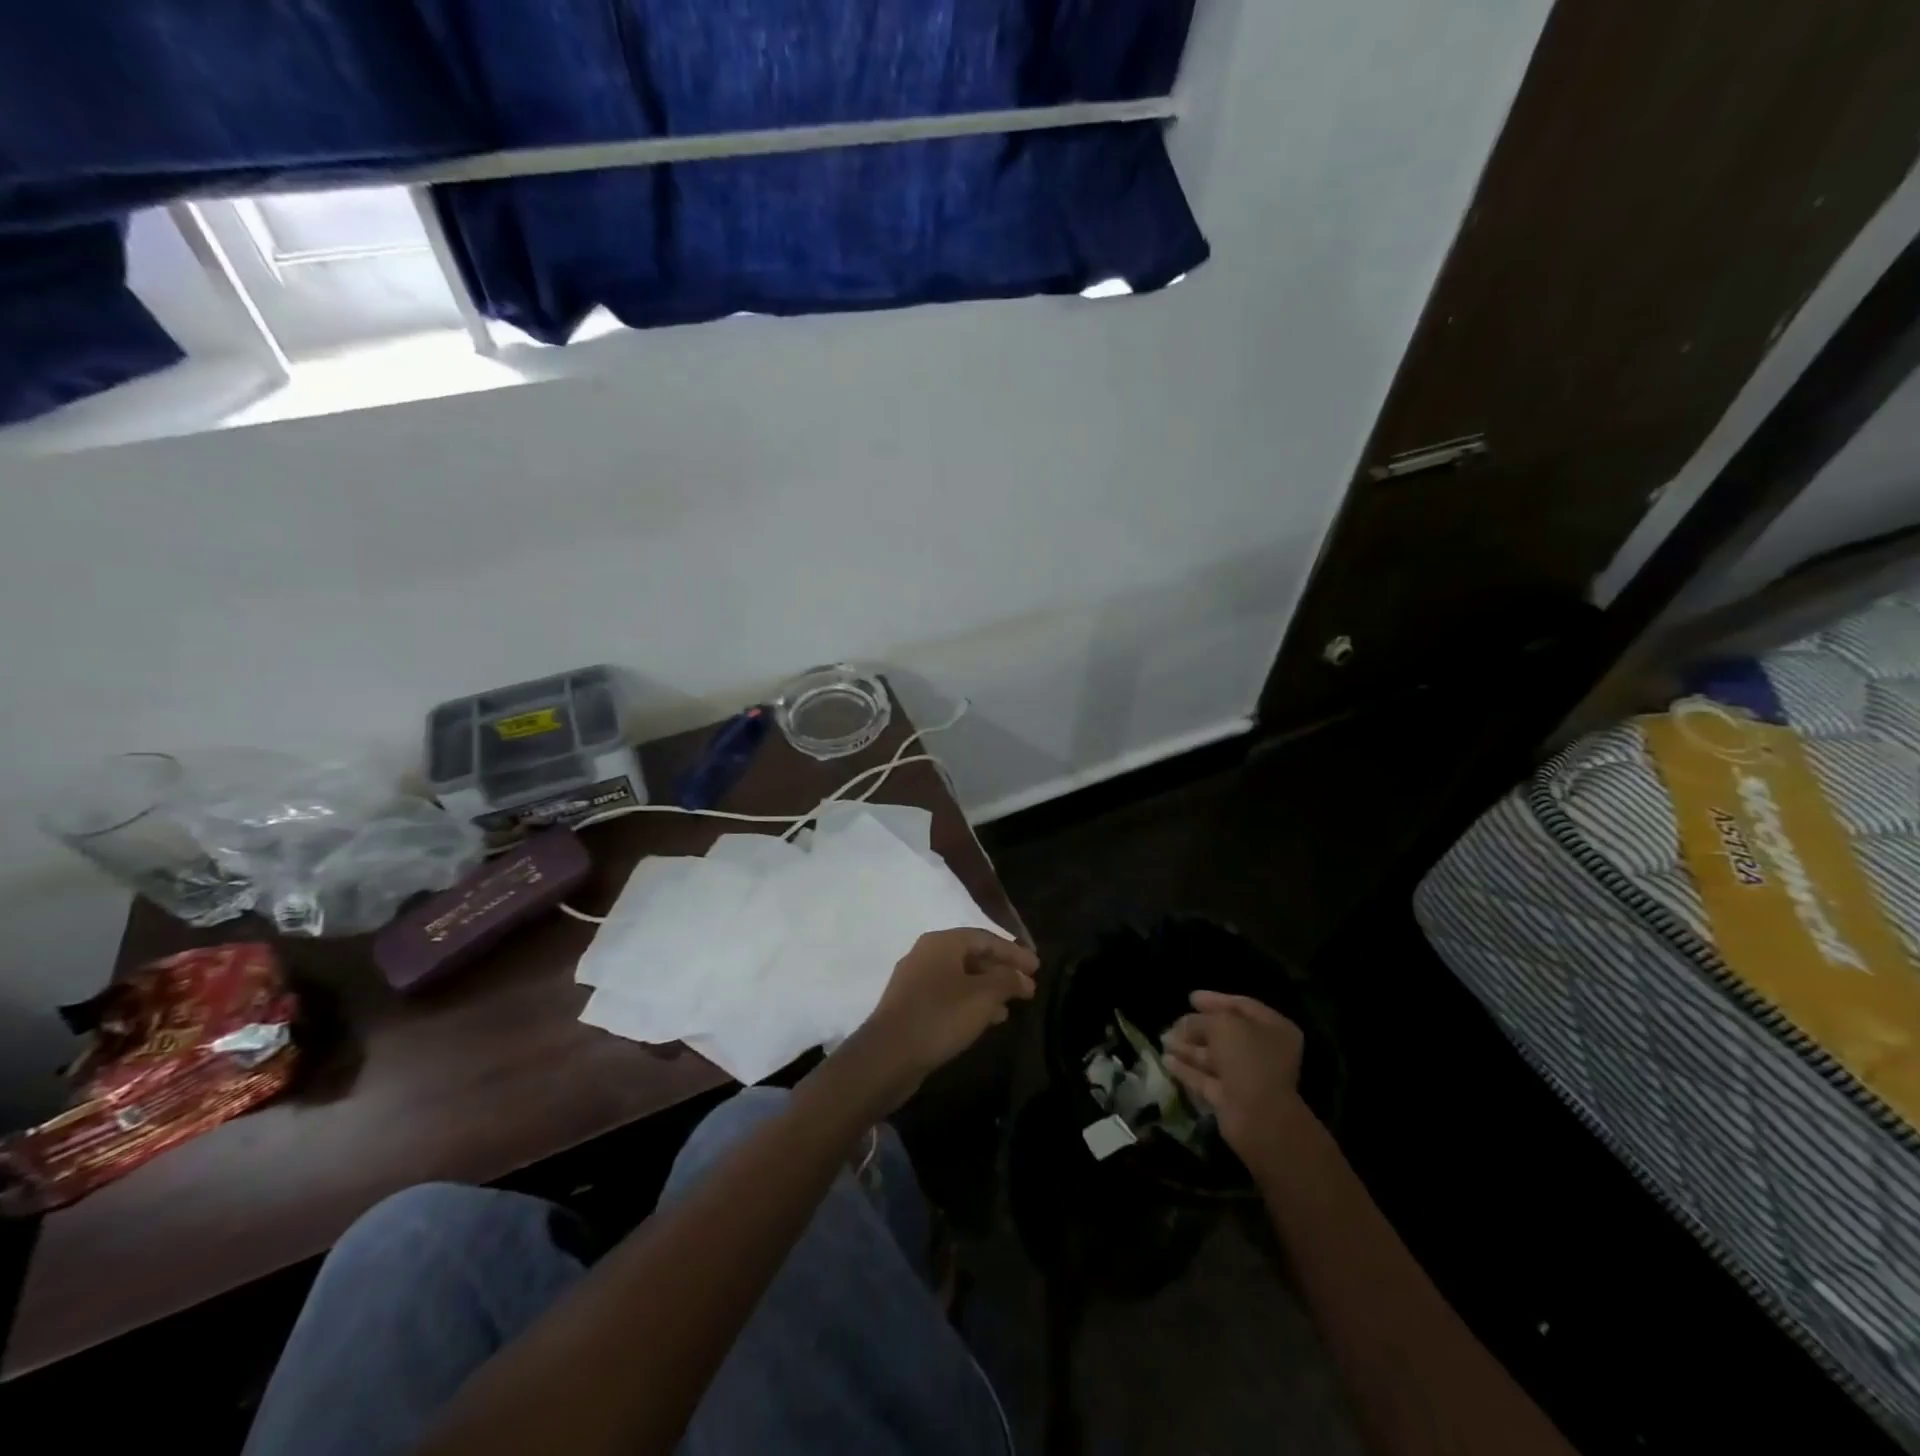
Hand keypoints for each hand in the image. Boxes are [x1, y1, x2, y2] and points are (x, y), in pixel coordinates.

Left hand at [841, 929, 1038, 1112]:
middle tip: (1028, 987)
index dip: (1014, 952)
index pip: (986, 938)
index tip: (1038, 968)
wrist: (888, 1055)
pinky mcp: (911, 1006)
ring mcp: (916, 980)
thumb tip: (1022, 977)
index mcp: (942, 942)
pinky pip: (949, 996)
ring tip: (1012, 1006)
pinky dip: (971, 1003)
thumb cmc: (940, 1016)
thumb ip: (1007, 980)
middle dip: (1002, 970)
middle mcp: (926, 954)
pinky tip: (987, 1020)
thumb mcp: (983, 996)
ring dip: (988, 989)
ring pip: (961, 978)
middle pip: (972, 956)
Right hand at [1162, 990, 1307, 1164]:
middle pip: (1225, 1033)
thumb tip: (1183, 1024)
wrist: (1259, 1117)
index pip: (1242, 1006)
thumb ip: (1200, 1020)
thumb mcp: (1221, 1026)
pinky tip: (1166, 1061)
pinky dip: (1187, 1069)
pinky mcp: (1230, 1099)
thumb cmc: (1247, 1059)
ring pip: (1213, 1056)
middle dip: (1197, 1027)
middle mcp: (1263, 1051)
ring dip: (1188, 1047)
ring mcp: (1247, 1077)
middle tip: (1172, 1022)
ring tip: (1163, 1039)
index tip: (1191, 998)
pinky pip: (1206, 1078)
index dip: (1215, 1000)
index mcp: (1273, 1029)